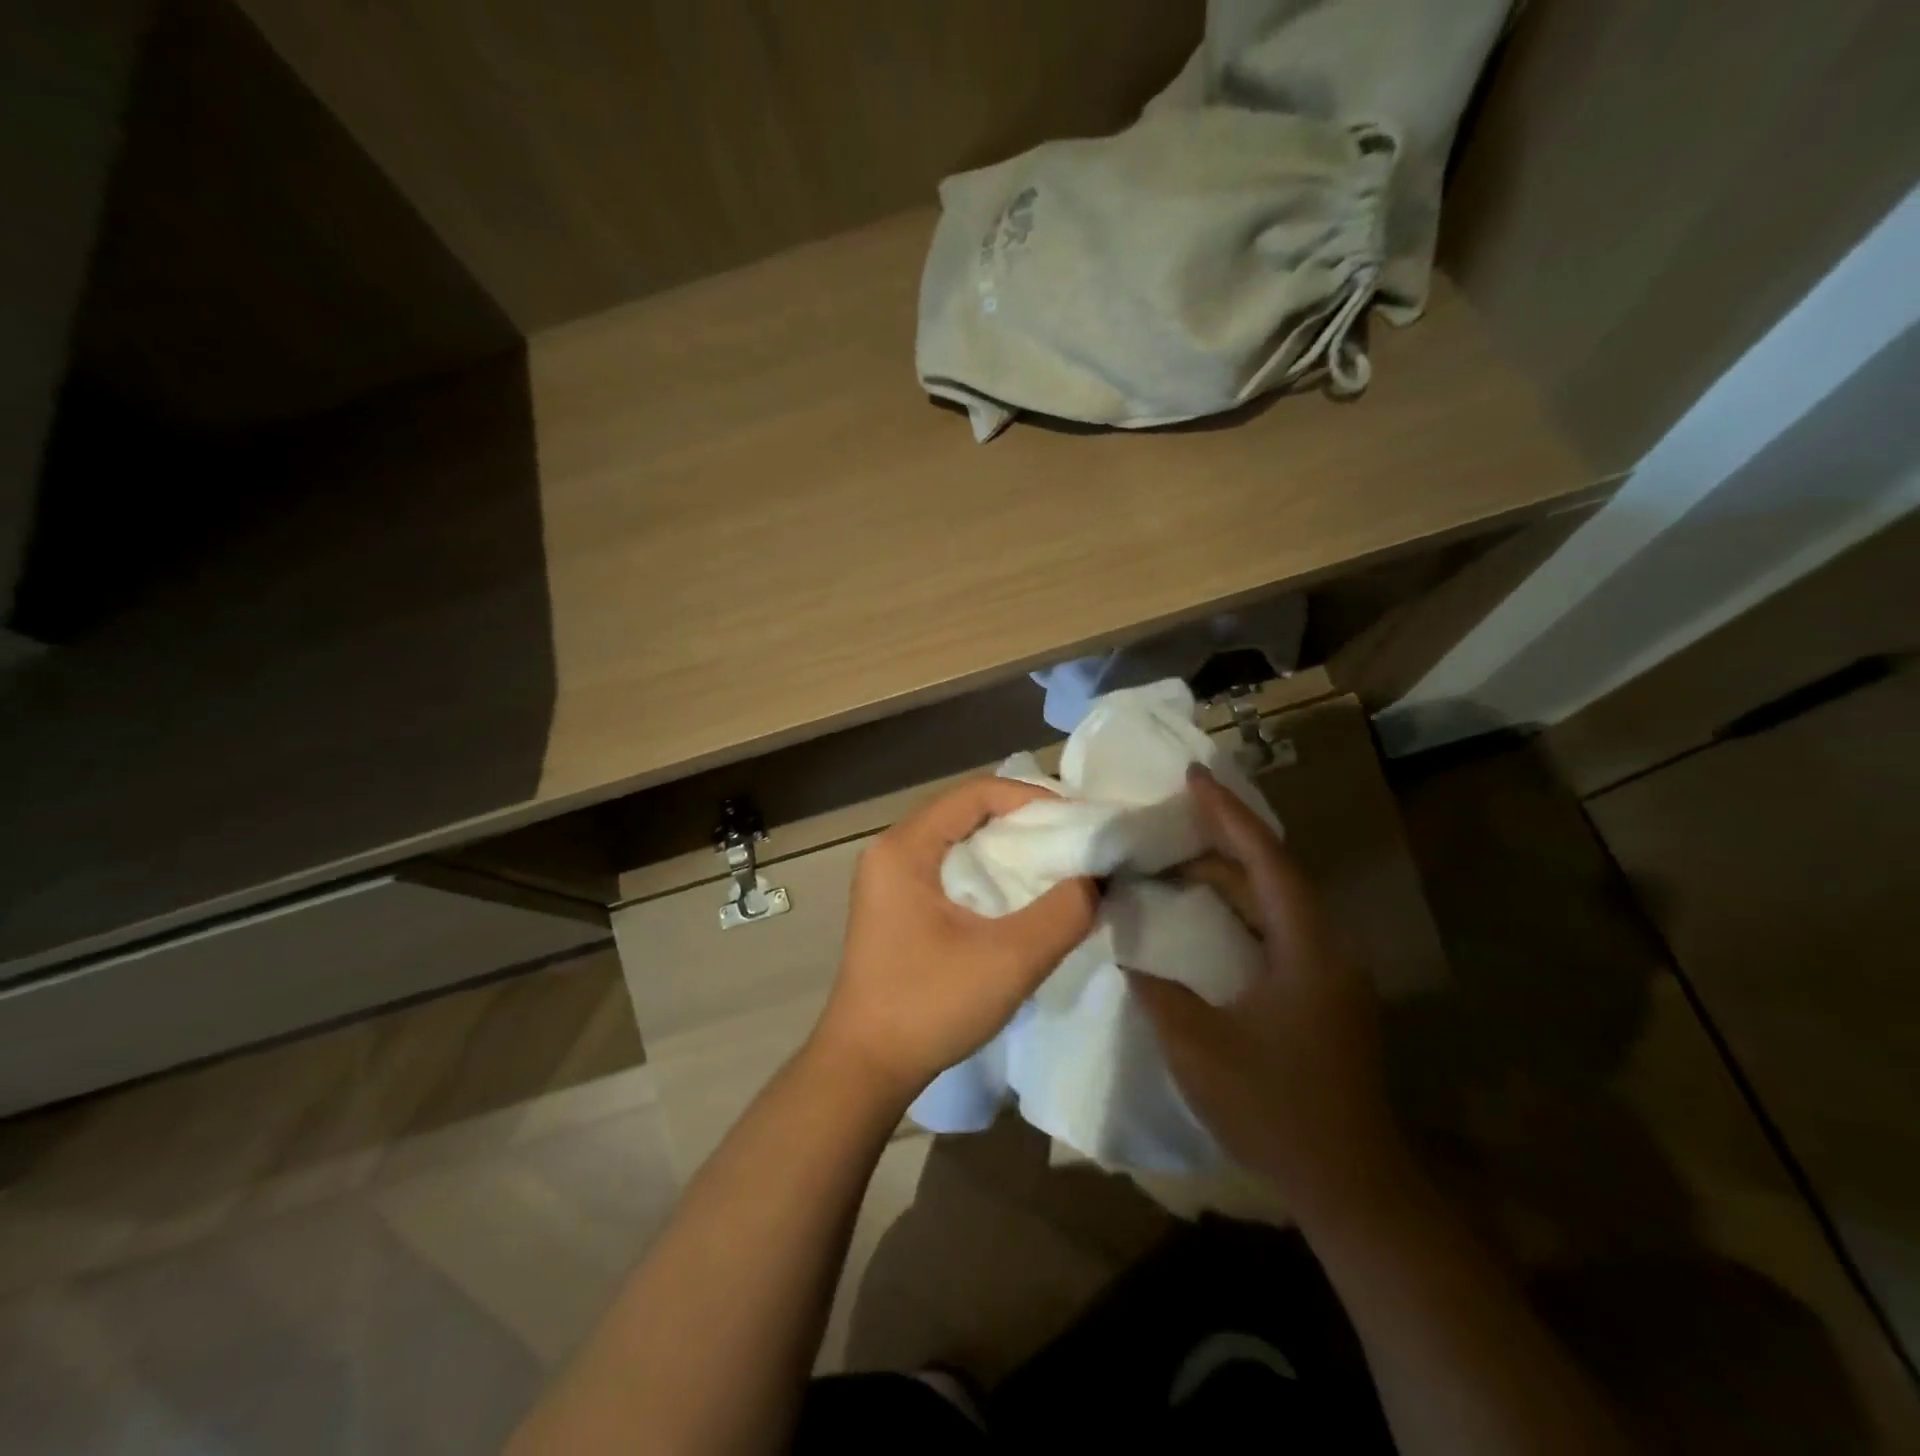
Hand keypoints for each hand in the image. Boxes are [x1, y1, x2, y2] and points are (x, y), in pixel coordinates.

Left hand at [812, 777, 1097, 1106]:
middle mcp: (892, 851)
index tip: (1076, 822)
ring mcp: (889, 880)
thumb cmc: (929, 1005)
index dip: (1030, 798)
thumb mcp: (1009, 959)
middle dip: (1023, 821)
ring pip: (958, 840)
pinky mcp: (897, 906)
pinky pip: (949, 868)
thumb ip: (1063, 913)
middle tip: (1073, 841)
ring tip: (1056, 865)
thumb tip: (1095, 879)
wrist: (865, 1068)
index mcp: (904, 847)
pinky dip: (988, 871)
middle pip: (966, 811)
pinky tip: (1019, 895)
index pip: (975, 793)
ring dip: (1006, 848)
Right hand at [1130, 765, 1411, 1222]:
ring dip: (1228, 876)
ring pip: (1275, 902)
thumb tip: (1126, 948)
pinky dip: (1237, 910)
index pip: (1265, 859)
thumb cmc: (1274, 1107)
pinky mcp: (1322, 993)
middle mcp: (1327, 945)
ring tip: (1174, 857)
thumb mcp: (1197, 1044)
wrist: (1350, 1184)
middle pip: (1272, 872)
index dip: (1227, 814)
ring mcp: (1329, 971)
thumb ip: (1156, 987)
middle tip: (1168, 817)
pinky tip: (1201, 915)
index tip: (1192, 776)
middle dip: (1221, 839)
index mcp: (1307, 946)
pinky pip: (1276, 929)